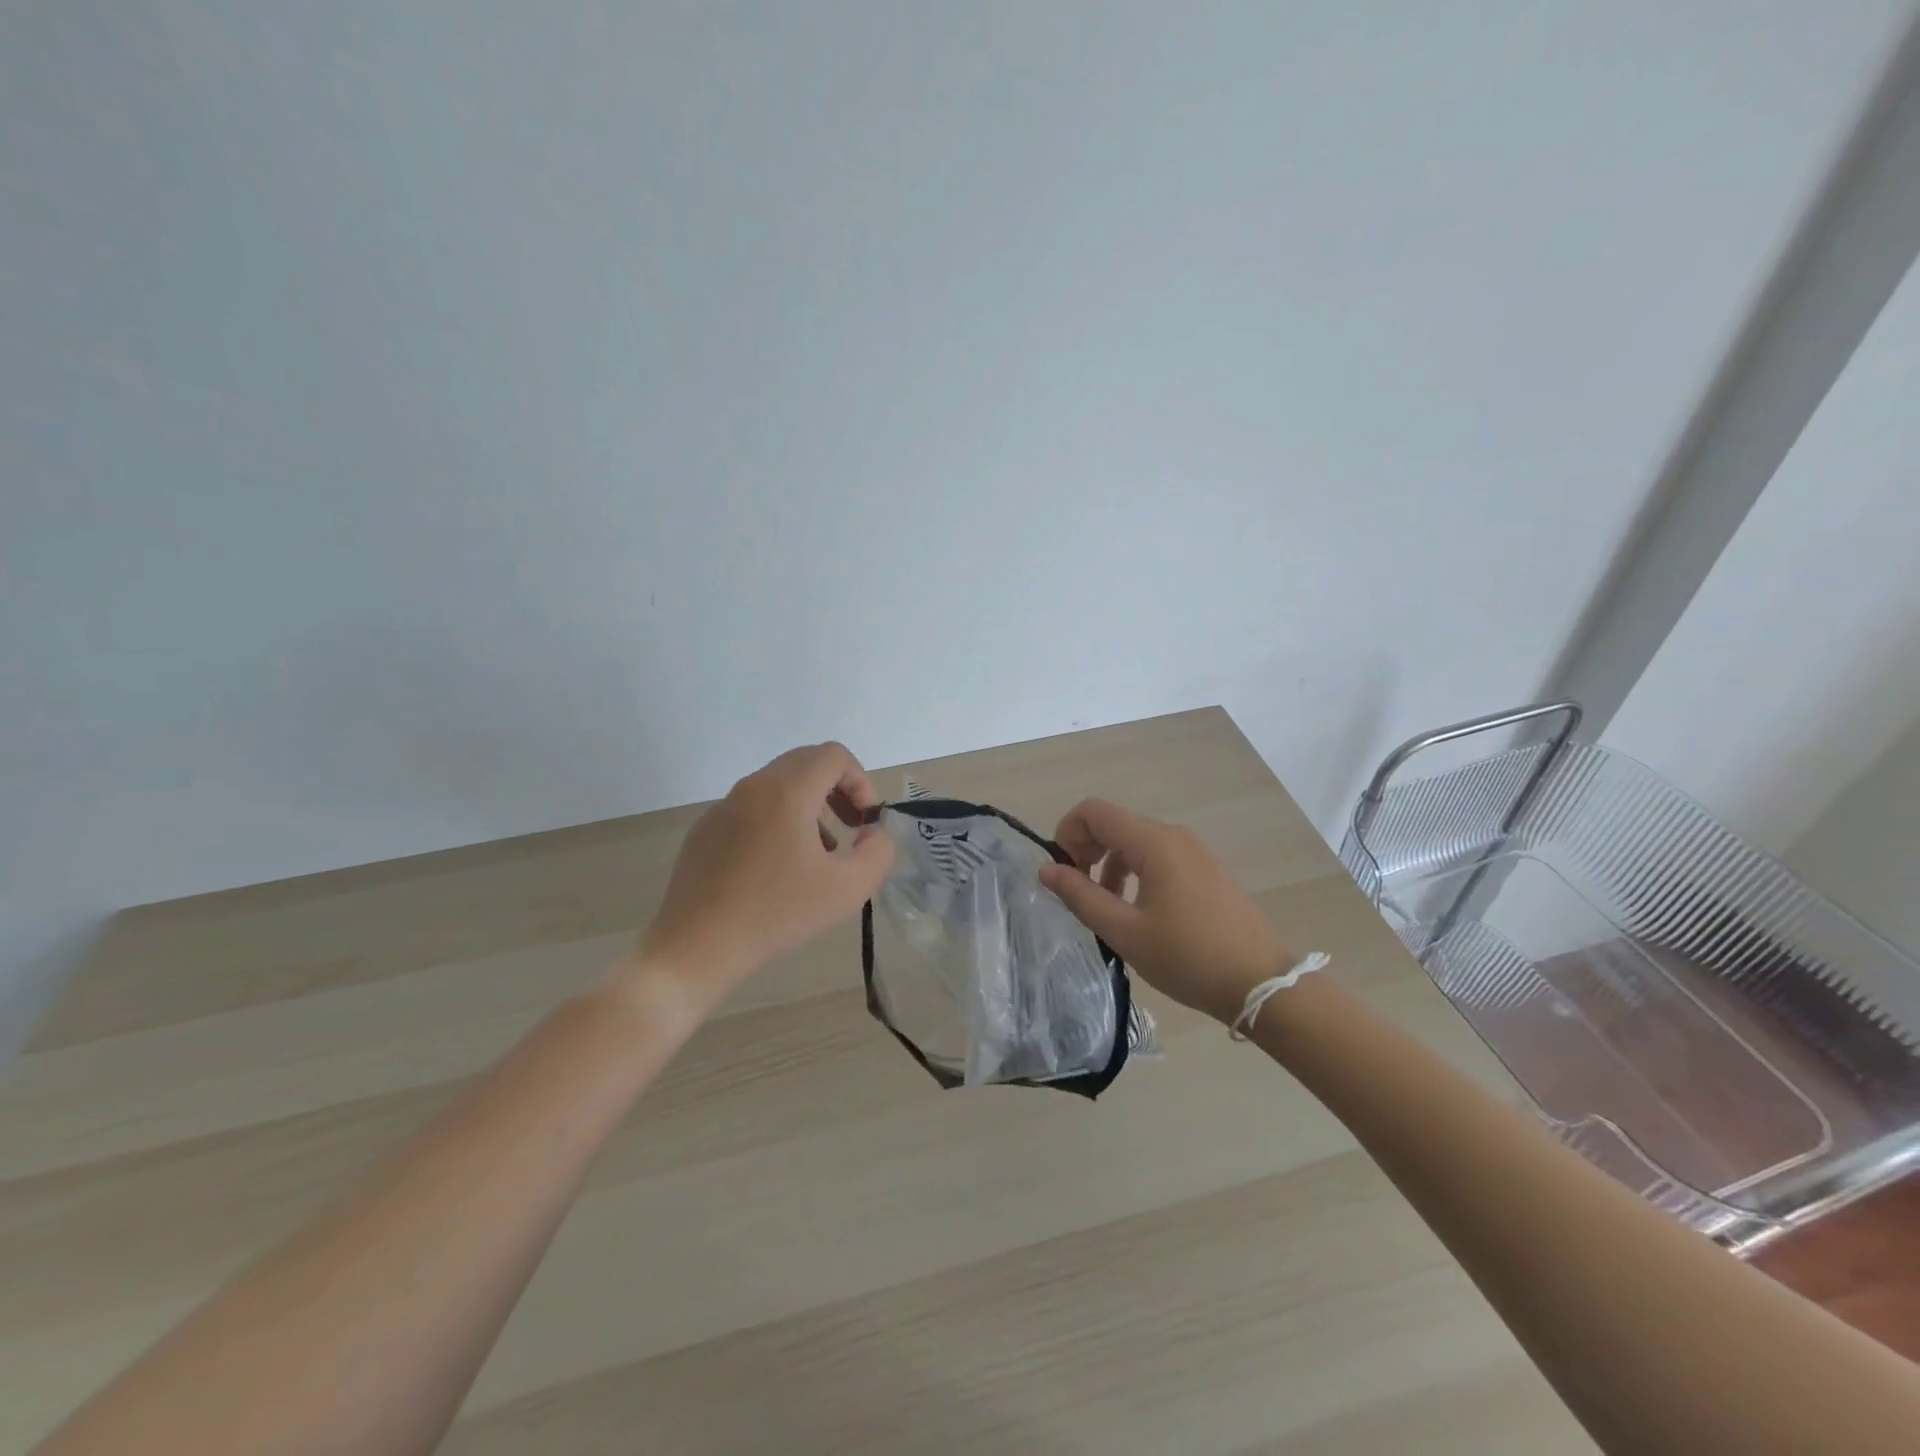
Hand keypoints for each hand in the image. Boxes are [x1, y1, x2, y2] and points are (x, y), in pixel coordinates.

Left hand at [628, 742, 894, 1011]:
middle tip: (852, 829)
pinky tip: (778, 871)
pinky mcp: (705, 832)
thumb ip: (878, 851)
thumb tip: (872, 832)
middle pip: (805, 764)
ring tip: (820, 854)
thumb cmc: (776, 914)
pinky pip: (752, 810)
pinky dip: (777, 822)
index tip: (865, 823)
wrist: (695, 948)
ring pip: (778, 786)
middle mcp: (752, 787)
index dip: (861, 782)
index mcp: (786, 791)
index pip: (834, 756)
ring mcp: (722, 808)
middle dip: (838, 790)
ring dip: (809, 807)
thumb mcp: (848, 889)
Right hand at [1038, 799, 1292, 1024]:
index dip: (1067, 833)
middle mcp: (1174, 836)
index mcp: (1154, 843)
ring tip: (1106, 907)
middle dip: (1086, 850)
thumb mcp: (1125, 932)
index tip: (1061, 873)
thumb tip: (1046, 869)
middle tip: (1077, 892)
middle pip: (1115, 823)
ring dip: (1109, 864)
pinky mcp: (1206, 869)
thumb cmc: (1189, 957)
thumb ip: (1080, 896)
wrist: (1263, 983)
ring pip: (1136, 841)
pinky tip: (1138, 911)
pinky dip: (1135, 872)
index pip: (1094, 811)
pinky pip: (1158, 855)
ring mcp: (1195, 850)